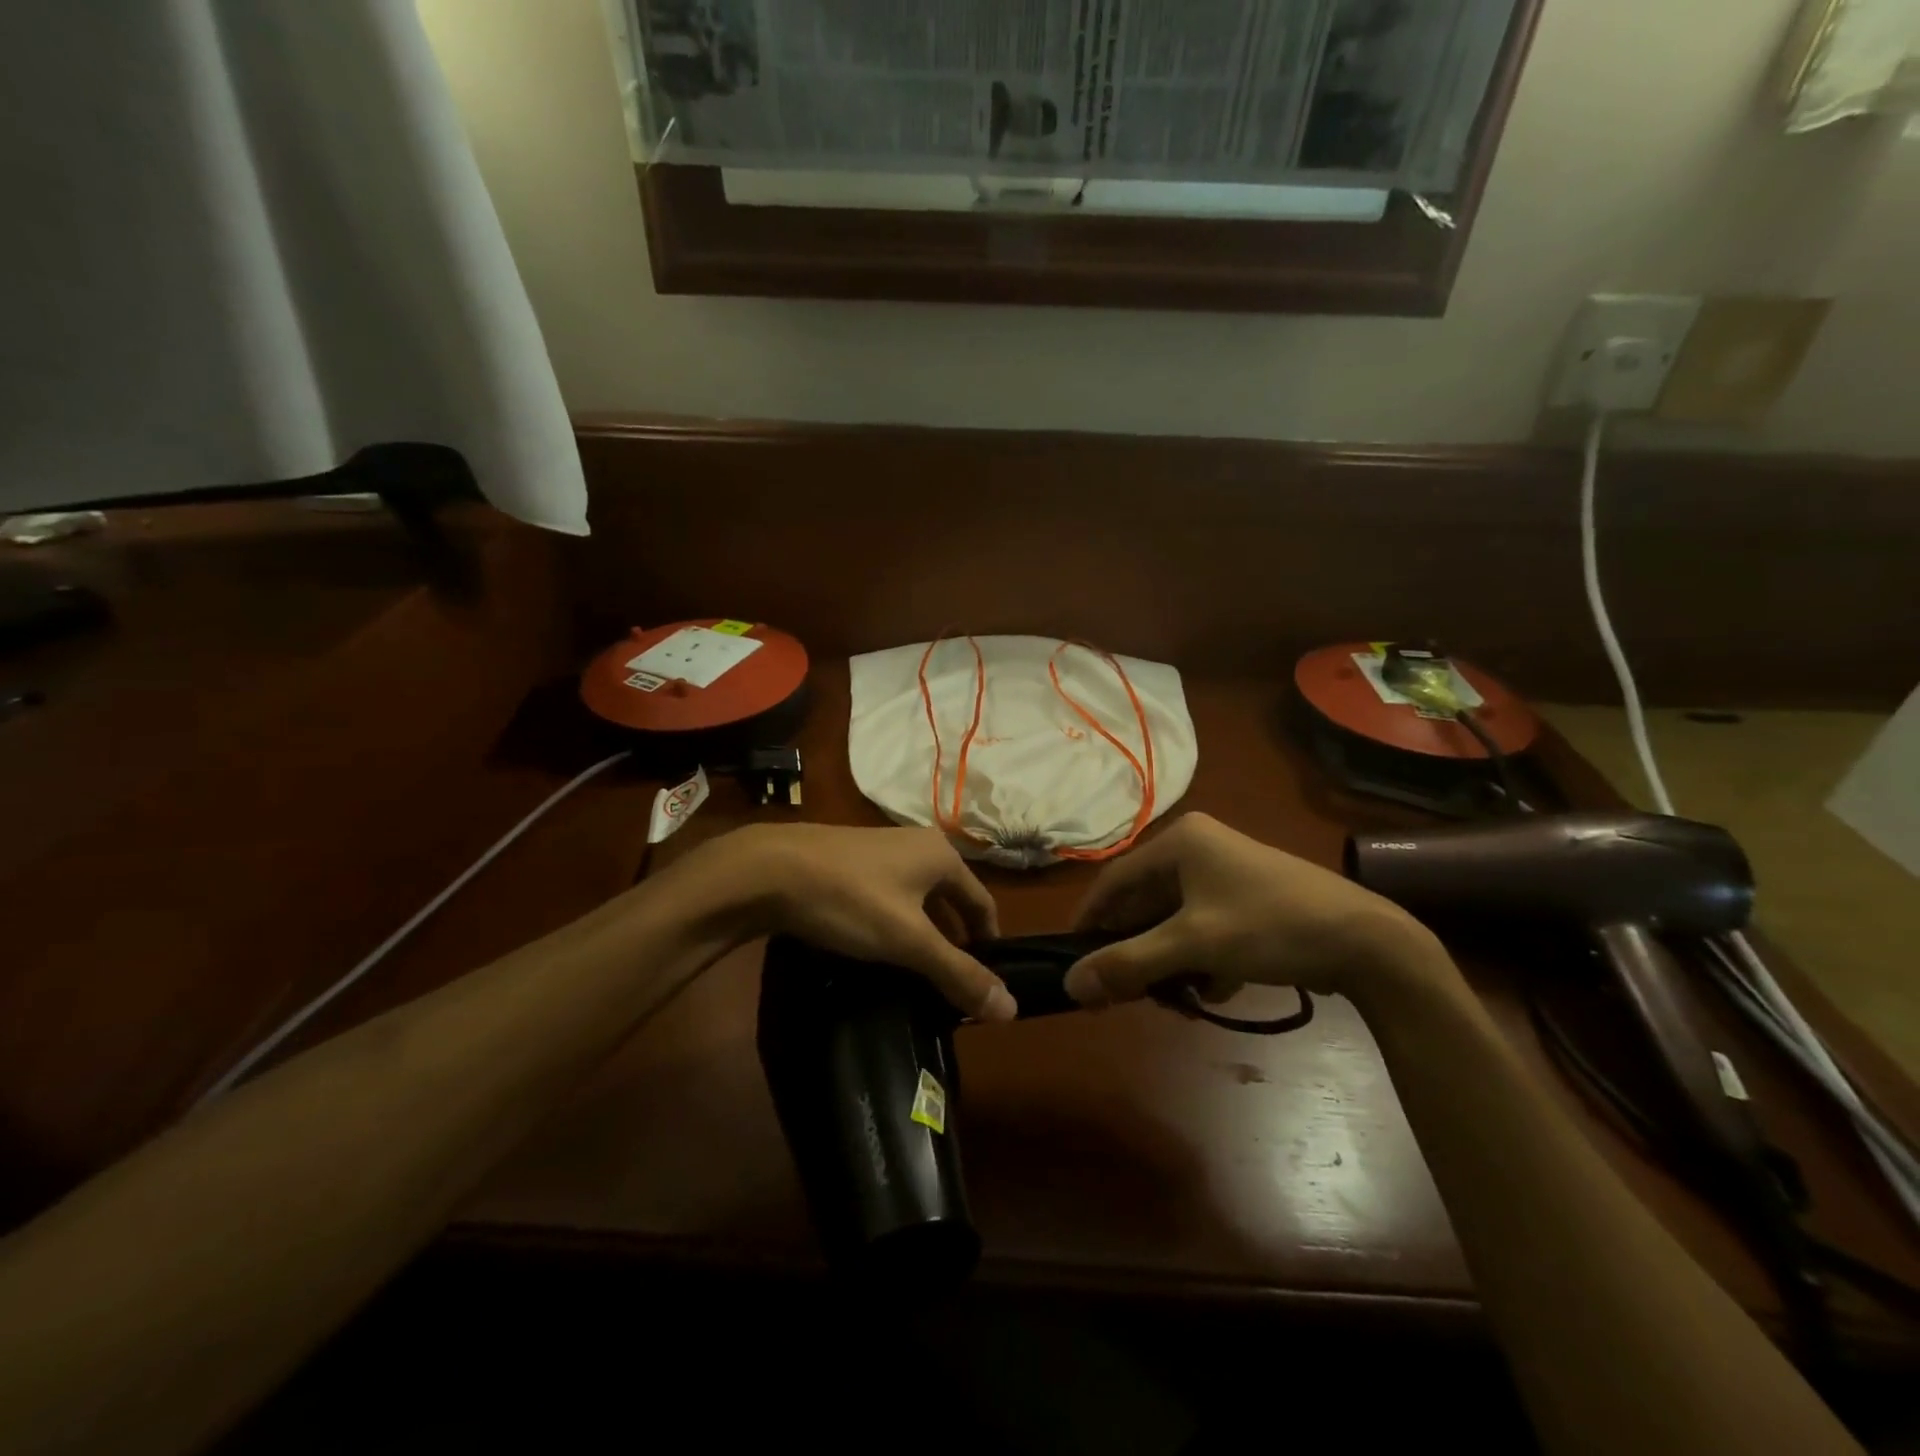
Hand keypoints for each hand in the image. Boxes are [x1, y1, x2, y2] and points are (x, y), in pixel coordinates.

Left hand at [697, 824, 1014, 1021]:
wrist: (770, 869)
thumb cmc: (851, 899)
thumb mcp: (909, 941)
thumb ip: (959, 974)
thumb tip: (1012, 1008)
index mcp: (942, 855)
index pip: (983, 903)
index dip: (988, 943)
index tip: (985, 983)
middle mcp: (918, 845)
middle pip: (950, 900)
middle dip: (954, 941)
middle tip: (950, 986)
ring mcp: (881, 850)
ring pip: (917, 899)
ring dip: (923, 934)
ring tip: (915, 974)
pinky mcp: (851, 861)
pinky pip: (889, 896)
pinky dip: (895, 923)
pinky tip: (877, 950)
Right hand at [1063, 813, 1445, 1011]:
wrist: (1368, 942)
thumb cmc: (1270, 927)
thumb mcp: (1193, 946)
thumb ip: (1128, 964)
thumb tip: (1070, 985)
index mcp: (1180, 842)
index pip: (1115, 881)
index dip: (1090, 920)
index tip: (1073, 959)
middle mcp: (1199, 849)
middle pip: (1146, 904)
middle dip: (1138, 951)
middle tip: (1128, 992)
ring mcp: (1227, 874)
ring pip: (1175, 922)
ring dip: (1171, 962)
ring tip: (1178, 998)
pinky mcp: (1248, 899)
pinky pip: (1204, 929)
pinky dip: (1202, 960)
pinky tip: (1218, 987)